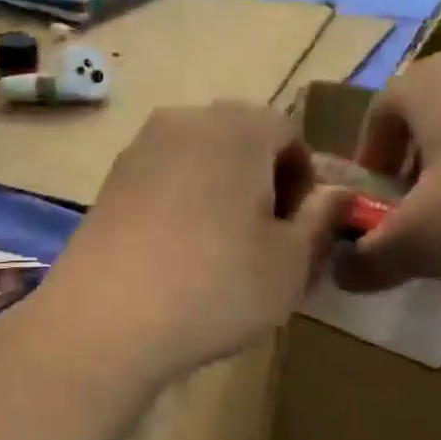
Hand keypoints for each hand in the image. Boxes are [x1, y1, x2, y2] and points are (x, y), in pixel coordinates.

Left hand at [40, 103, 347, 386]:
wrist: (104, 318)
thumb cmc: (216, 286)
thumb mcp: (291, 263)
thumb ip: (322, 220)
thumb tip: (336, 194)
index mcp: (237, 126)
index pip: (287, 134)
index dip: (303, 181)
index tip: (298, 232)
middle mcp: (184, 121)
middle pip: (240, 141)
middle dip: (261, 183)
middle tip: (263, 242)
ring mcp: (138, 149)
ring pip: (198, 160)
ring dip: (219, 193)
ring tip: (218, 252)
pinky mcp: (108, 181)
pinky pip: (161, 180)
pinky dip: (179, 204)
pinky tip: (175, 254)